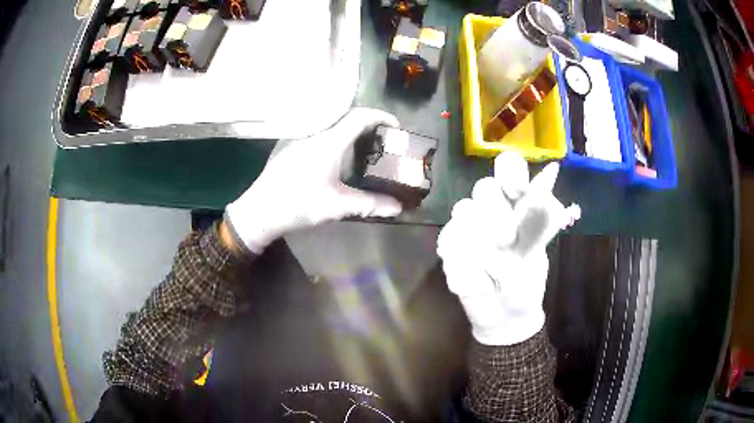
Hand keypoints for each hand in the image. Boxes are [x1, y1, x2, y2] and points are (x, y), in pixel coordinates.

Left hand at [226, 108, 402, 253]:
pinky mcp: (287, 142)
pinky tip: (333, 152)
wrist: (259, 210)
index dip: (381, 116)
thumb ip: (370, 204)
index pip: (360, 116)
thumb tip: (398, 208)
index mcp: (328, 140)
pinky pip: (316, 128)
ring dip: (349, 127)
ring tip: (360, 145)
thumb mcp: (337, 206)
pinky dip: (333, 133)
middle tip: (380, 138)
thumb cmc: (299, 204)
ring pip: (329, 121)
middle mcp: (313, 130)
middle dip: (368, 123)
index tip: (395, 127)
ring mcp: (298, 135)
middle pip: (346, 115)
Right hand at [437, 152, 579, 344]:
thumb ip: (538, 217)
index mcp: (515, 205)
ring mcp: (467, 227)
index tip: (516, 191)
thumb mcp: (538, 252)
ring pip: (463, 211)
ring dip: (482, 244)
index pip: (508, 168)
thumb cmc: (526, 283)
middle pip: (483, 188)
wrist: (503, 317)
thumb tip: (551, 171)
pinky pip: (449, 242)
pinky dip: (467, 265)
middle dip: (496, 214)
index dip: (509, 172)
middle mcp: (490, 210)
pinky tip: (479, 280)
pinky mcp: (449, 247)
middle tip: (507, 241)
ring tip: (494, 271)